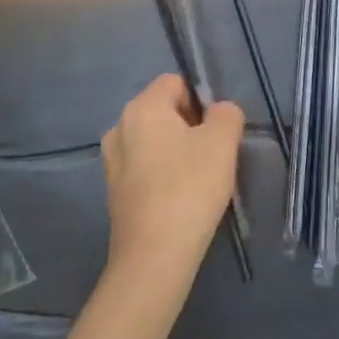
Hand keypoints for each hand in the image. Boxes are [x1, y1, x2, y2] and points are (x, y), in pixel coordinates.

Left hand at [101, 75, 244, 278]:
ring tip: (198, 181)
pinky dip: (163, 176)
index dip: (201, 100)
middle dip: (190, 127)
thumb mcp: (223, 142)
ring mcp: (111, 162)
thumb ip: (226, 114)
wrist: (154, 255)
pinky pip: (145, 169)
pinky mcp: (114, 192)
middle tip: (212, 156)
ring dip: (176, 153)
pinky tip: (180, 200)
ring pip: (154, 142)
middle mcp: (119, 128)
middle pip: (163, 111)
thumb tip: (219, 113)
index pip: (175, 83)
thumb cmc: (190, 187)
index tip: (216, 130)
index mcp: (141, 107)